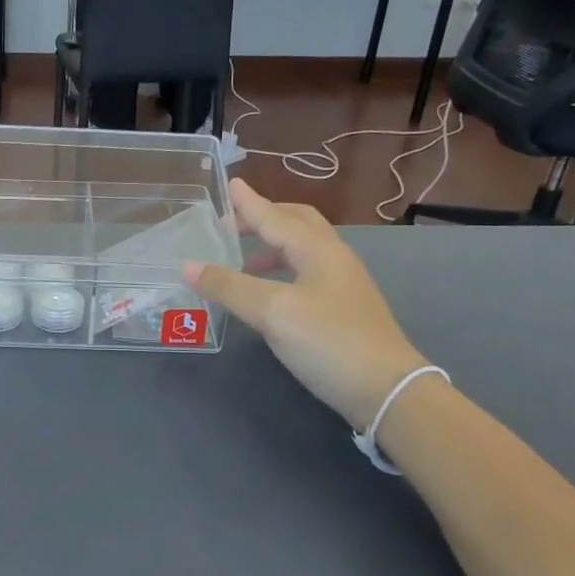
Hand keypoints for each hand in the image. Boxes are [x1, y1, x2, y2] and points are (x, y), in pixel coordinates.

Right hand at [185, 179, 426, 429]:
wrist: (387, 390)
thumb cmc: (329, 342)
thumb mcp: (272, 312)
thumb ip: (229, 287)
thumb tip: (188, 266)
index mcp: (318, 250)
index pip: (276, 217)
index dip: (249, 203)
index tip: (230, 185)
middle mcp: (333, 259)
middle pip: (297, 224)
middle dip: (264, 218)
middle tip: (231, 224)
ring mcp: (343, 285)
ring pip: (303, 250)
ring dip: (271, 246)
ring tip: (242, 260)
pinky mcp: (344, 309)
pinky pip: (306, 273)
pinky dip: (281, 271)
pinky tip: (268, 294)